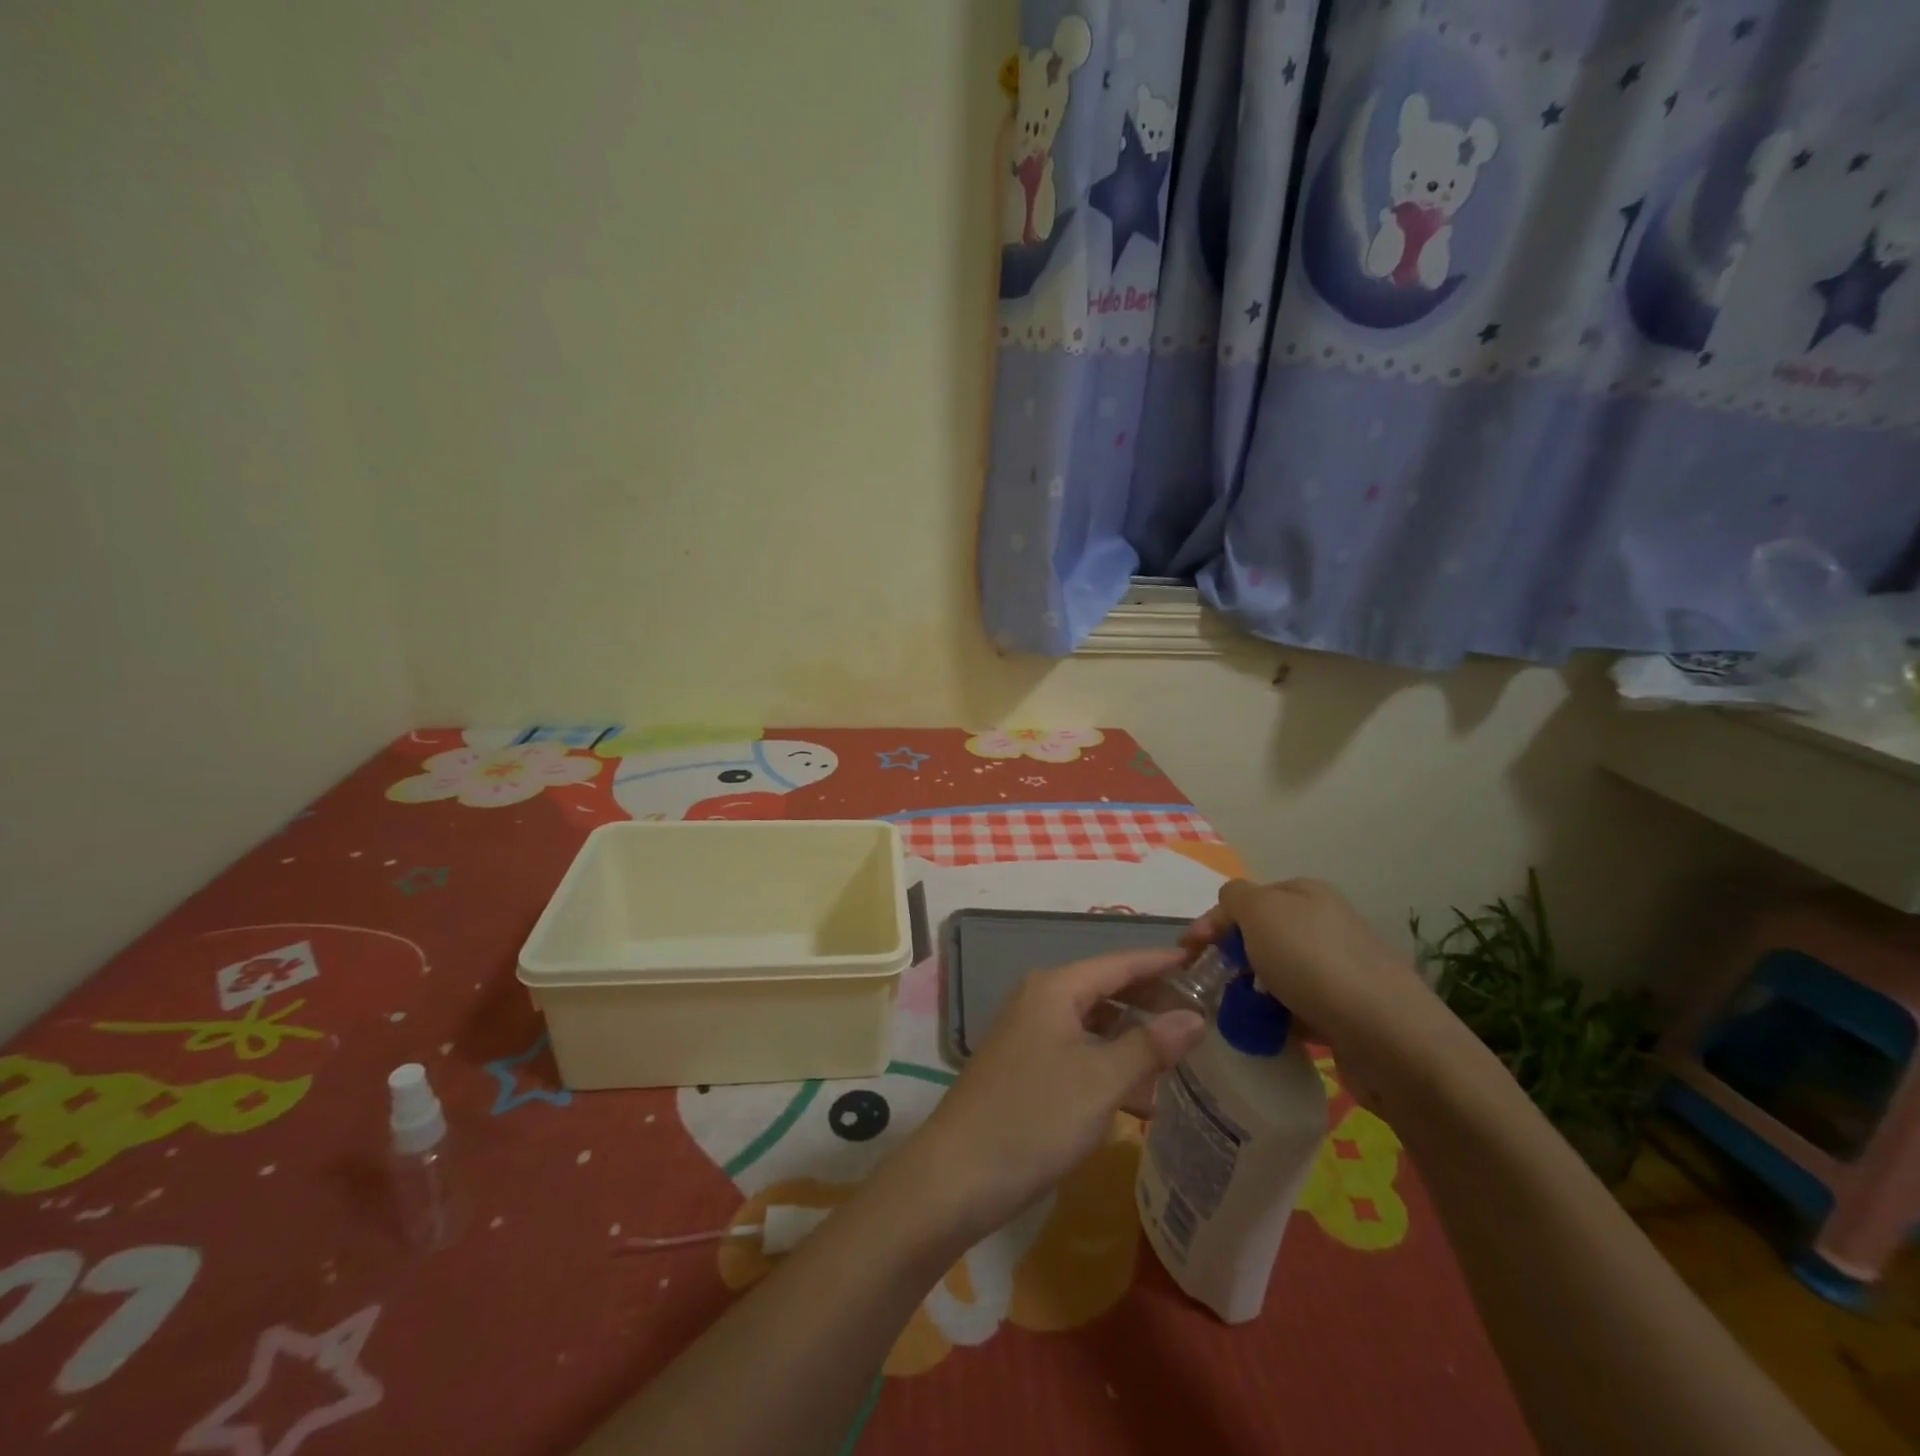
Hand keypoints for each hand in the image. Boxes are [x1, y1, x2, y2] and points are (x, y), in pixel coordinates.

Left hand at [901, 948, 1206, 1241]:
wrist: (958, 1176)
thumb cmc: (1034, 1118)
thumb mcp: (1100, 1081)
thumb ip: (1149, 1045)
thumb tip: (1195, 1016)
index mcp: (1056, 989)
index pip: (1120, 962)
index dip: (1163, 962)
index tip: (1205, 963)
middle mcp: (1041, 1000)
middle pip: (1108, 990)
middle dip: (1153, 1002)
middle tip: (1206, 1016)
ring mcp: (1031, 1035)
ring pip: (1096, 1026)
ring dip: (1135, 1041)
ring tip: (1186, 1059)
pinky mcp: (1027, 1068)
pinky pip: (1080, 1053)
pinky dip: (1112, 1067)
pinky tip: (1145, 1098)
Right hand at [1187, 878, 1444, 1111]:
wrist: (1389, 1037)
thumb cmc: (1314, 963)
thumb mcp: (1260, 911)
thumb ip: (1234, 898)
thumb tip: (1231, 907)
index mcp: (1306, 893)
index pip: (1245, 899)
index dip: (1212, 923)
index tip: (1186, 955)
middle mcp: (1326, 924)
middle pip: (1262, 936)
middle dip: (1231, 957)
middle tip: (1208, 985)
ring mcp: (1341, 968)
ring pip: (1278, 974)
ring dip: (1252, 991)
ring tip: (1233, 1014)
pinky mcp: (1349, 1011)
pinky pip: (1298, 1008)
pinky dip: (1278, 1018)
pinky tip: (1266, 1033)